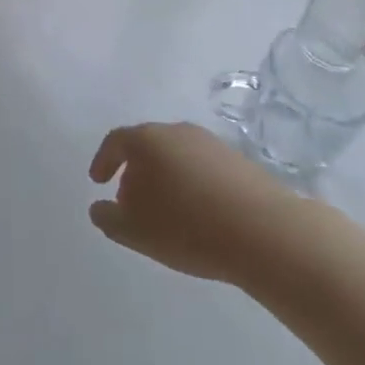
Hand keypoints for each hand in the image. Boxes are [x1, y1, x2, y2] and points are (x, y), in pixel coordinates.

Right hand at [87, 122, 296, 285]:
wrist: (266, 232)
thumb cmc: (188, 227)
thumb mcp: (135, 231)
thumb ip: (108, 218)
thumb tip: (99, 207)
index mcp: (147, 140)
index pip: (115, 141)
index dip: (103, 161)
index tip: (98, 182)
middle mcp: (176, 131)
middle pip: (147, 146)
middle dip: (136, 173)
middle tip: (132, 203)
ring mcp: (211, 144)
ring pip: (177, 157)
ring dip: (166, 179)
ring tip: (168, 213)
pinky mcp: (240, 161)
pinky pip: (203, 169)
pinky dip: (193, 186)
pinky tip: (200, 215)